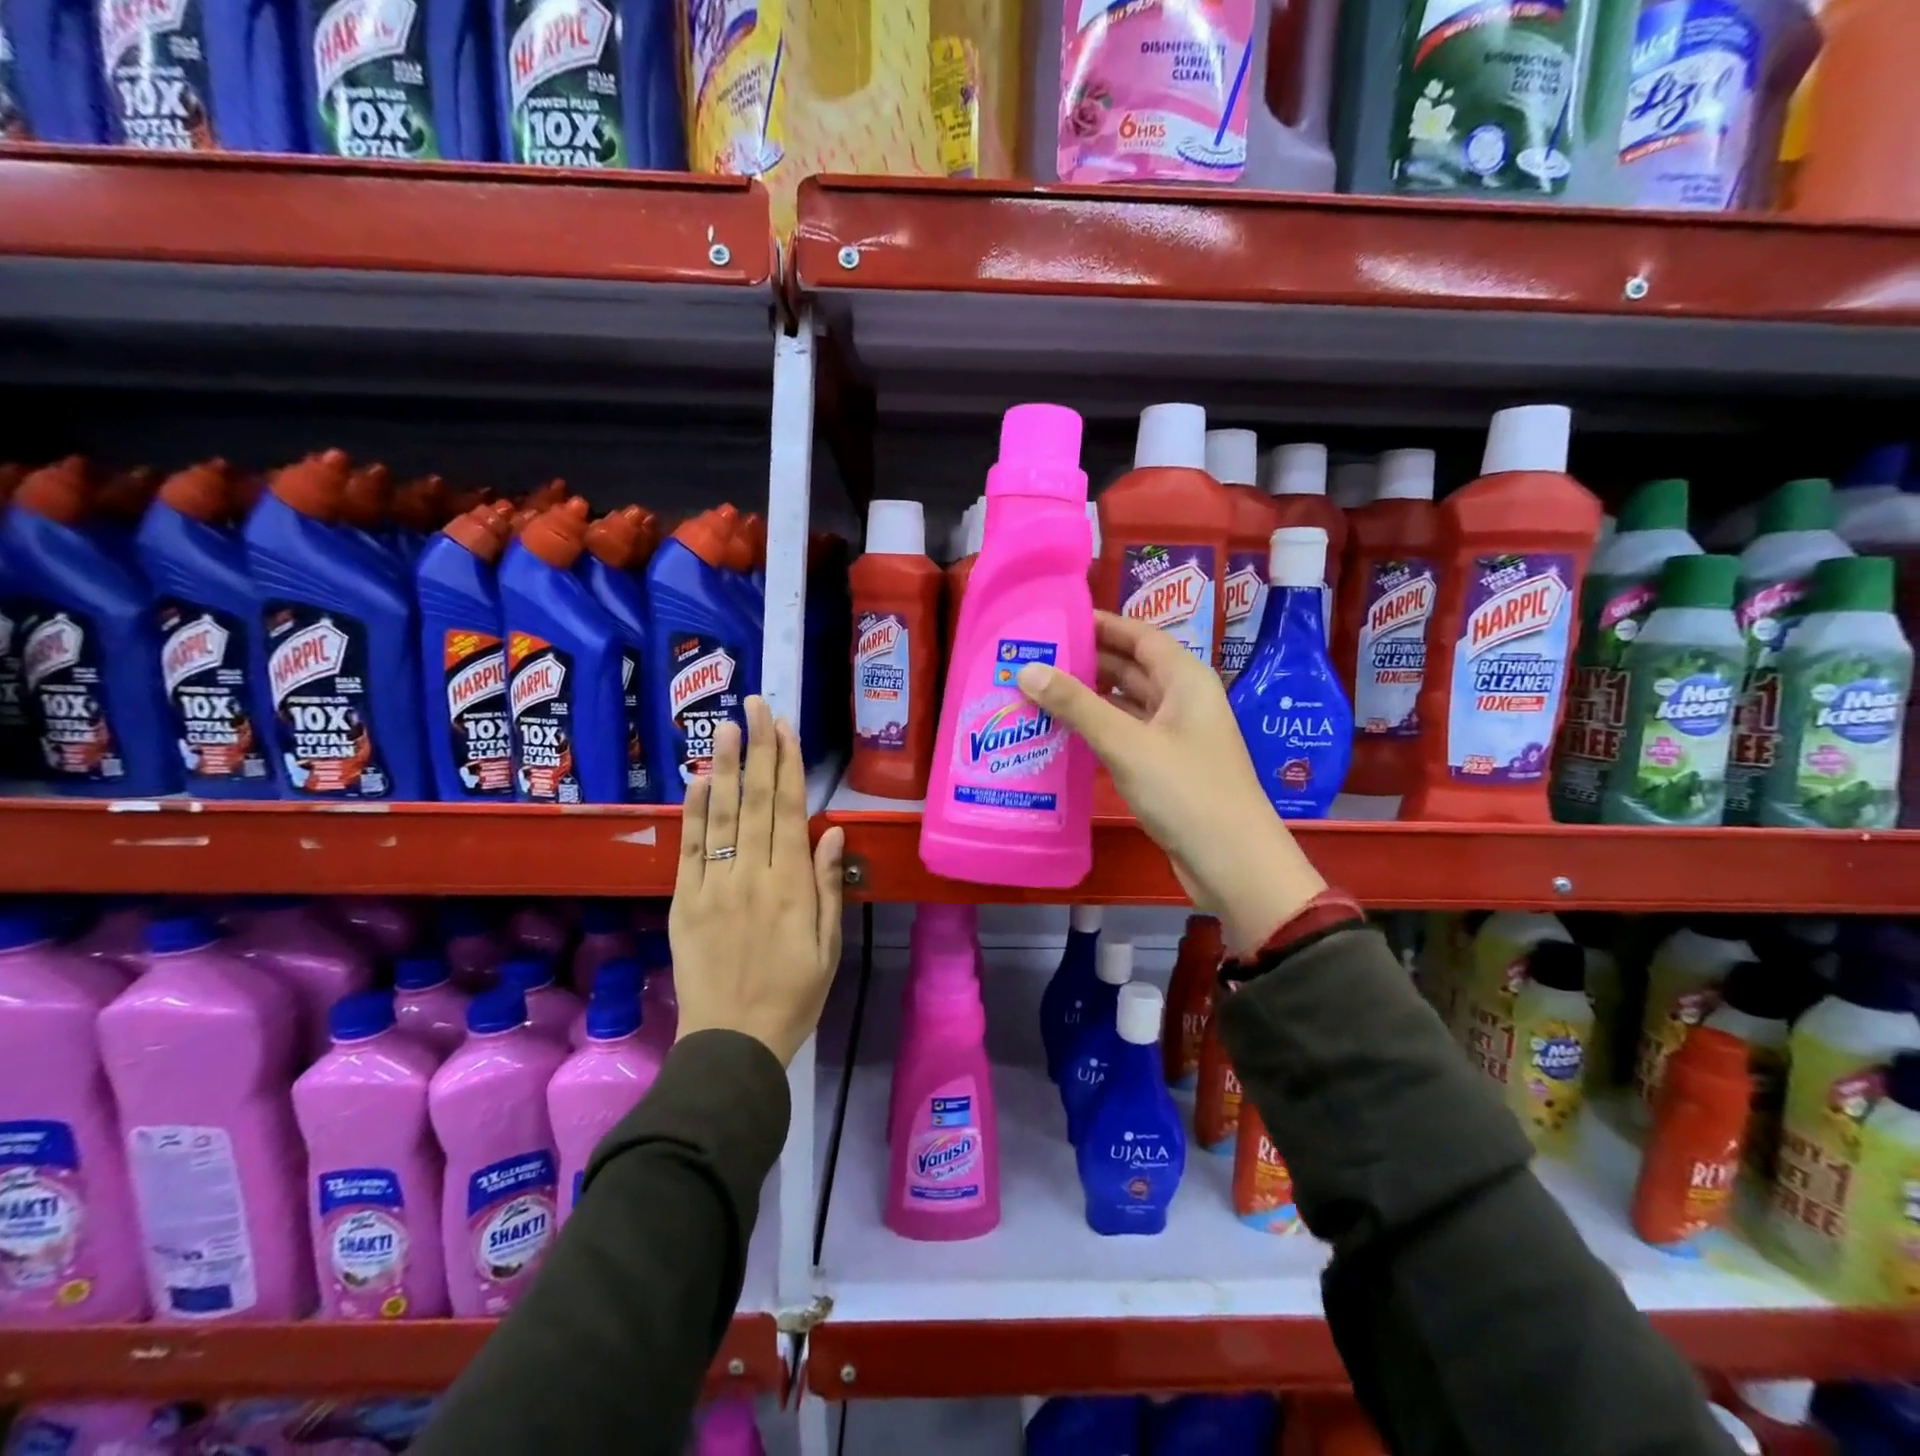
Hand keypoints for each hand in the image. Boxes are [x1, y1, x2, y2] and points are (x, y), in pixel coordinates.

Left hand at [671, 696, 844, 1065]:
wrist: (732, 1043)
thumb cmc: (794, 996)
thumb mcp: (828, 947)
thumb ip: (828, 886)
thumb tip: (834, 832)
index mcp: (791, 887)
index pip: (789, 812)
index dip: (788, 765)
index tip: (785, 727)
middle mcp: (752, 876)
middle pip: (755, 801)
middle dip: (757, 749)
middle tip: (755, 705)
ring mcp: (713, 886)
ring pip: (720, 816)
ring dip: (724, 766)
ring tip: (725, 725)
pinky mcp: (685, 901)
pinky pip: (689, 848)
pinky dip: (693, 812)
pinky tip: (697, 780)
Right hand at [1017, 612, 1324, 954]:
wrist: (1232, 863)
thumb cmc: (1186, 792)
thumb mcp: (1127, 744)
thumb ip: (1077, 705)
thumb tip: (1028, 669)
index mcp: (1185, 679)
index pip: (1138, 635)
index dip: (1099, 624)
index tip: (1053, 621)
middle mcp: (1182, 700)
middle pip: (1129, 667)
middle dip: (1084, 662)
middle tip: (1033, 658)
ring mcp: (1174, 735)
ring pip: (1124, 704)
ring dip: (1086, 699)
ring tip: (1035, 693)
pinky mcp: (1164, 767)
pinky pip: (1125, 735)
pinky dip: (1095, 731)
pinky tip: (1059, 735)